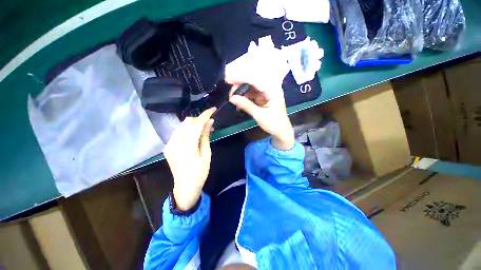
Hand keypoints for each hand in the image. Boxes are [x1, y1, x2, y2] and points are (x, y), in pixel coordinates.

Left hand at [163, 108, 215, 210]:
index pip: (197, 124)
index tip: (213, 109)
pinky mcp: (168, 146)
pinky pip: (178, 132)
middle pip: (187, 121)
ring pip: (182, 125)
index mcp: (187, 145)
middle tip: (210, 126)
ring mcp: (169, 144)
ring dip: (194, 124)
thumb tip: (210, 122)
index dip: (205, 115)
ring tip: (203, 130)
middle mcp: (175, 141)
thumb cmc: (200, 172)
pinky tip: (194, 136)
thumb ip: (206, 136)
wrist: (185, 187)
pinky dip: (187, 130)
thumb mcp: (207, 154)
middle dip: (199, 120)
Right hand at [228, 82, 294, 149]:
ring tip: (232, 99)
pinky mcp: (261, 97)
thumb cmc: (274, 124)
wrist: (281, 131)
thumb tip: (232, 98)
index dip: (241, 77)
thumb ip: (246, 105)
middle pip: (252, 81)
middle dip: (239, 84)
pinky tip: (238, 103)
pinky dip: (243, 97)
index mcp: (273, 90)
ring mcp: (265, 92)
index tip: (228, 78)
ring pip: (250, 87)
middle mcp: (270, 87)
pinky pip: (250, 93)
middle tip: (230, 94)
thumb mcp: (259, 115)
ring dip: (240, 92)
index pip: (256, 80)